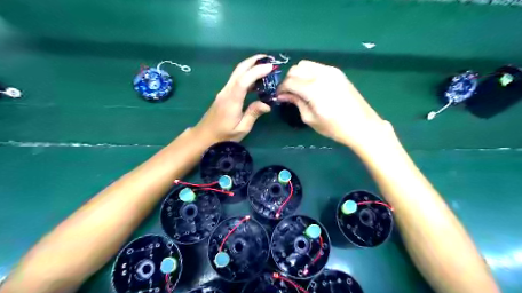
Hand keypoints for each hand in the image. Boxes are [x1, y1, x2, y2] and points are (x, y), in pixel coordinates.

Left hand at [193, 54, 272, 142]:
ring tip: (265, 66)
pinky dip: (247, 75)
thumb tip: (267, 104)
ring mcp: (224, 92)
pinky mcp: (224, 94)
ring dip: (250, 66)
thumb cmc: (223, 136)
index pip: (244, 80)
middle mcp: (226, 92)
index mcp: (231, 100)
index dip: (257, 71)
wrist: (204, 137)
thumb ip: (253, 114)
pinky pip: (236, 80)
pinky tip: (256, 80)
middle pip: (239, 70)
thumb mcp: (241, 129)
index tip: (271, 67)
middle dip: (254, 61)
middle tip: (269, 59)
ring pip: (237, 73)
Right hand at [277, 59, 391, 149]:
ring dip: (299, 74)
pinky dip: (309, 73)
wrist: (362, 125)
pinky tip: (312, 85)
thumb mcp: (310, 119)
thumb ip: (297, 103)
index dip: (281, 88)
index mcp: (313, 89)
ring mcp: (331, 71)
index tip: (280, 96)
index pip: (289, 81)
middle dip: (289, 79)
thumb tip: (284, 95)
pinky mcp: (338, 72)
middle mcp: (321, 74)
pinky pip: (317, 66)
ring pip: (306, 64)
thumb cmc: (334, 127)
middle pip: (296, 69)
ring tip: (300, 88)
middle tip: (289, 93)